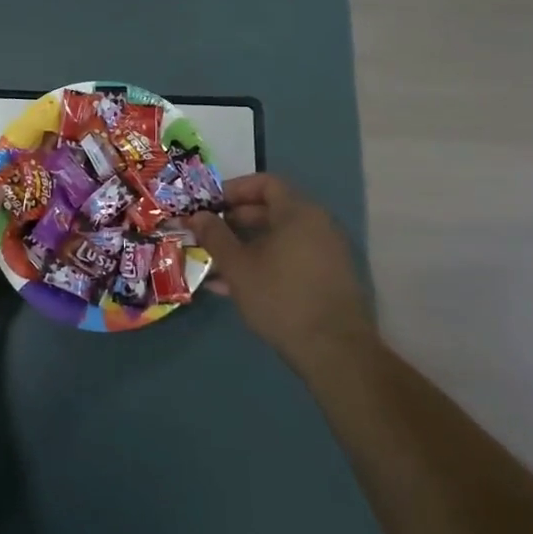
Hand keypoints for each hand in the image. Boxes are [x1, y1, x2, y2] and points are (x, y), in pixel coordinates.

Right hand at [188, 173, 374, 362]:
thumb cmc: (281, 297)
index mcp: (298, 212)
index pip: (265, 182)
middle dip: (235, 220)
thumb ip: (215, 236)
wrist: (334, 351)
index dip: (234, 189)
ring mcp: (326, 253)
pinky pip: (290, 259)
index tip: (209, 205)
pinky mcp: (328, 279)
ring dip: (246, 246)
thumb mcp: (238, 266)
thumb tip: (197, 215)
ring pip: (279, 238)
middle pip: (272, 210)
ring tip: (215, 264)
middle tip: (208, 233)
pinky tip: (236, 288)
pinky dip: (264, 264)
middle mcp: (317, 225)